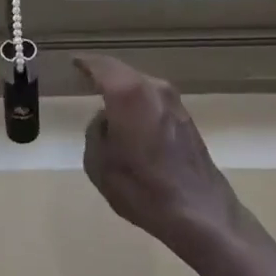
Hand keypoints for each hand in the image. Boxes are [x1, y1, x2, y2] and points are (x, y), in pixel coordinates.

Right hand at [75, 54, 241, 259]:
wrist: (200, 214)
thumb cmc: (141, 187)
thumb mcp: (98, 163)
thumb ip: (96, 132)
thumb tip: (107, 121)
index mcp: (128, 93)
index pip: (101, 66)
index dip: (85, 63)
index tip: (74, 62)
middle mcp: (153, 88)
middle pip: (123, 73)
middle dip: (106, 75)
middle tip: (87, 80)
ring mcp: (174, 102)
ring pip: (141, 86)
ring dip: (126, 91)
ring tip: (109, 103)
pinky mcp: (187, 119)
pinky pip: (154, 101)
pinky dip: (141, 105)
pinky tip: (133, 122)